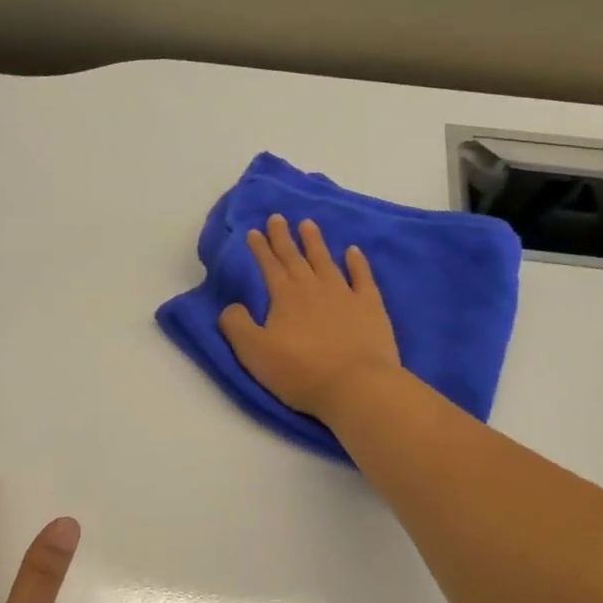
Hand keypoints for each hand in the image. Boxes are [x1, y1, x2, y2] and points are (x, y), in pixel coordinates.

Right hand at [218, 214, 401, 419]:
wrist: (355, 385)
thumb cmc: (300, 372)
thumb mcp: (254, 353)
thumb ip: (237, 326)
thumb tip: (231, 306)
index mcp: (285, 297)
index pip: (269, 266)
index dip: (260, 249)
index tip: (254, 231)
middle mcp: (313, 288)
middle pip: (295, 258)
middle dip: (284, 237)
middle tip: (278, 217)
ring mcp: (345, 294)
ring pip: (326, 261)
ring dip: (316, 242)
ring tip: (308, 224)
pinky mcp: (370, 307)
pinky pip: (362, 277)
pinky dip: (357, 262)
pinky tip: (353, 251)